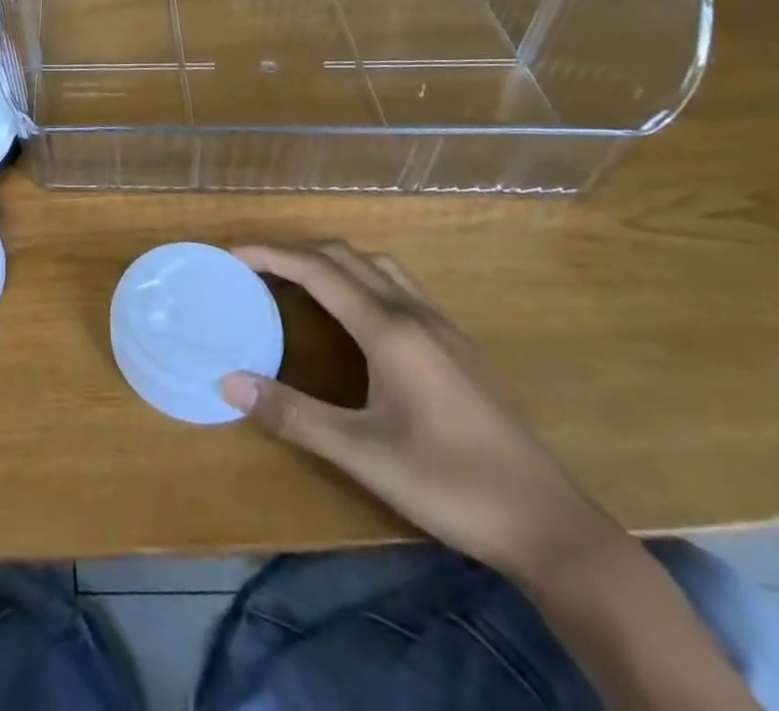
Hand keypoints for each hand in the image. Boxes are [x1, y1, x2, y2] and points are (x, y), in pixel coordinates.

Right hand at [221, 242, 621, 580]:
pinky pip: (399, 288)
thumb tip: (228, 383)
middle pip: (346, 257)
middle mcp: (414, 314)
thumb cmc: (449, 484)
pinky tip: (356, 316)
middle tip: (256, 268)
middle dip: (296, 252)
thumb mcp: (361, 453)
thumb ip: (292, 414)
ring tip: (300, 282)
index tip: (232, 254)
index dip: (271, 255)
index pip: (317, 270)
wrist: (551, 527)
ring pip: (378, 267)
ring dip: (333, 262)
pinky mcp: (459, 348)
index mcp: (389, 330)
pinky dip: (362, 279)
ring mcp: (443, 328)